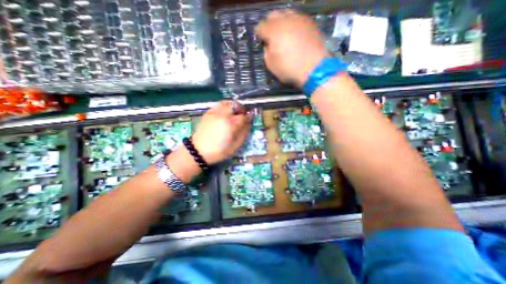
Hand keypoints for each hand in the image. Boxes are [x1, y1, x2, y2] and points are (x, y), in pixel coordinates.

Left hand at [192, 101, 249, 163]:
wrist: (198, 151)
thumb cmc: (219, 151)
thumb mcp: (235, 146)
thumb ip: (243, 133)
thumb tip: (248, 123)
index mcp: (230, 124)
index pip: (243, 116)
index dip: (248, 117)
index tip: (250, 118)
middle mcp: (222, 115)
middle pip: (235, 105)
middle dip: (241, 108)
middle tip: (243, 114)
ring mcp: (214, 112)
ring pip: (227, 102)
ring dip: (233, 106)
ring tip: (234, 113)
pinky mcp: (208, 113)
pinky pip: (219, 105)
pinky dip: (225, 107)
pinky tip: (225, 114)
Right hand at [258, 10, 327, 87]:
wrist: (315, 69)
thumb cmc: (290, 69)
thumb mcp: (271, 65)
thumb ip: (266, 52)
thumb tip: (268, 45)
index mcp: (273, 31)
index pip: (261, 26)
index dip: (259, 35)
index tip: (262, 42)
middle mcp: (285, 20)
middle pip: (273, 15)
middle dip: (269, 25)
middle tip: (272, 37)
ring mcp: (299, 19)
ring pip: (286, 14)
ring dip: (282, 23)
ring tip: (284, 35)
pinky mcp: (310, 22)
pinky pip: (297, 18)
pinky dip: (293, 24)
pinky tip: (295, 35)